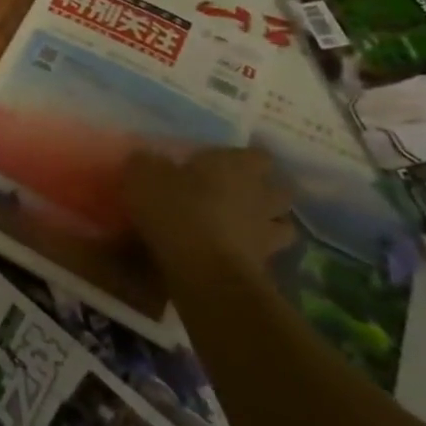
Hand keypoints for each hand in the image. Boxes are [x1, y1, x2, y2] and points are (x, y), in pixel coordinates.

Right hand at [122, 147, 294, 268]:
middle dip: (264, 192)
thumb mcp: (144, 176)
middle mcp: (261, 196)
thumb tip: (146, 158)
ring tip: (242, 227)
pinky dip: (252, 254)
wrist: (202, 270)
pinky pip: (265, 256)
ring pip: (282, 225)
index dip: (244, 158)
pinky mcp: (263, 267)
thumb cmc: (176, 210)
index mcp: (238, 166)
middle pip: (280, 190)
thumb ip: (146, 162)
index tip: (225, 163)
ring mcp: (267, 233)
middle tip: (237, 194)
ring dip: (267, 224)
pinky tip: (230, 254)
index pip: (259, 155)